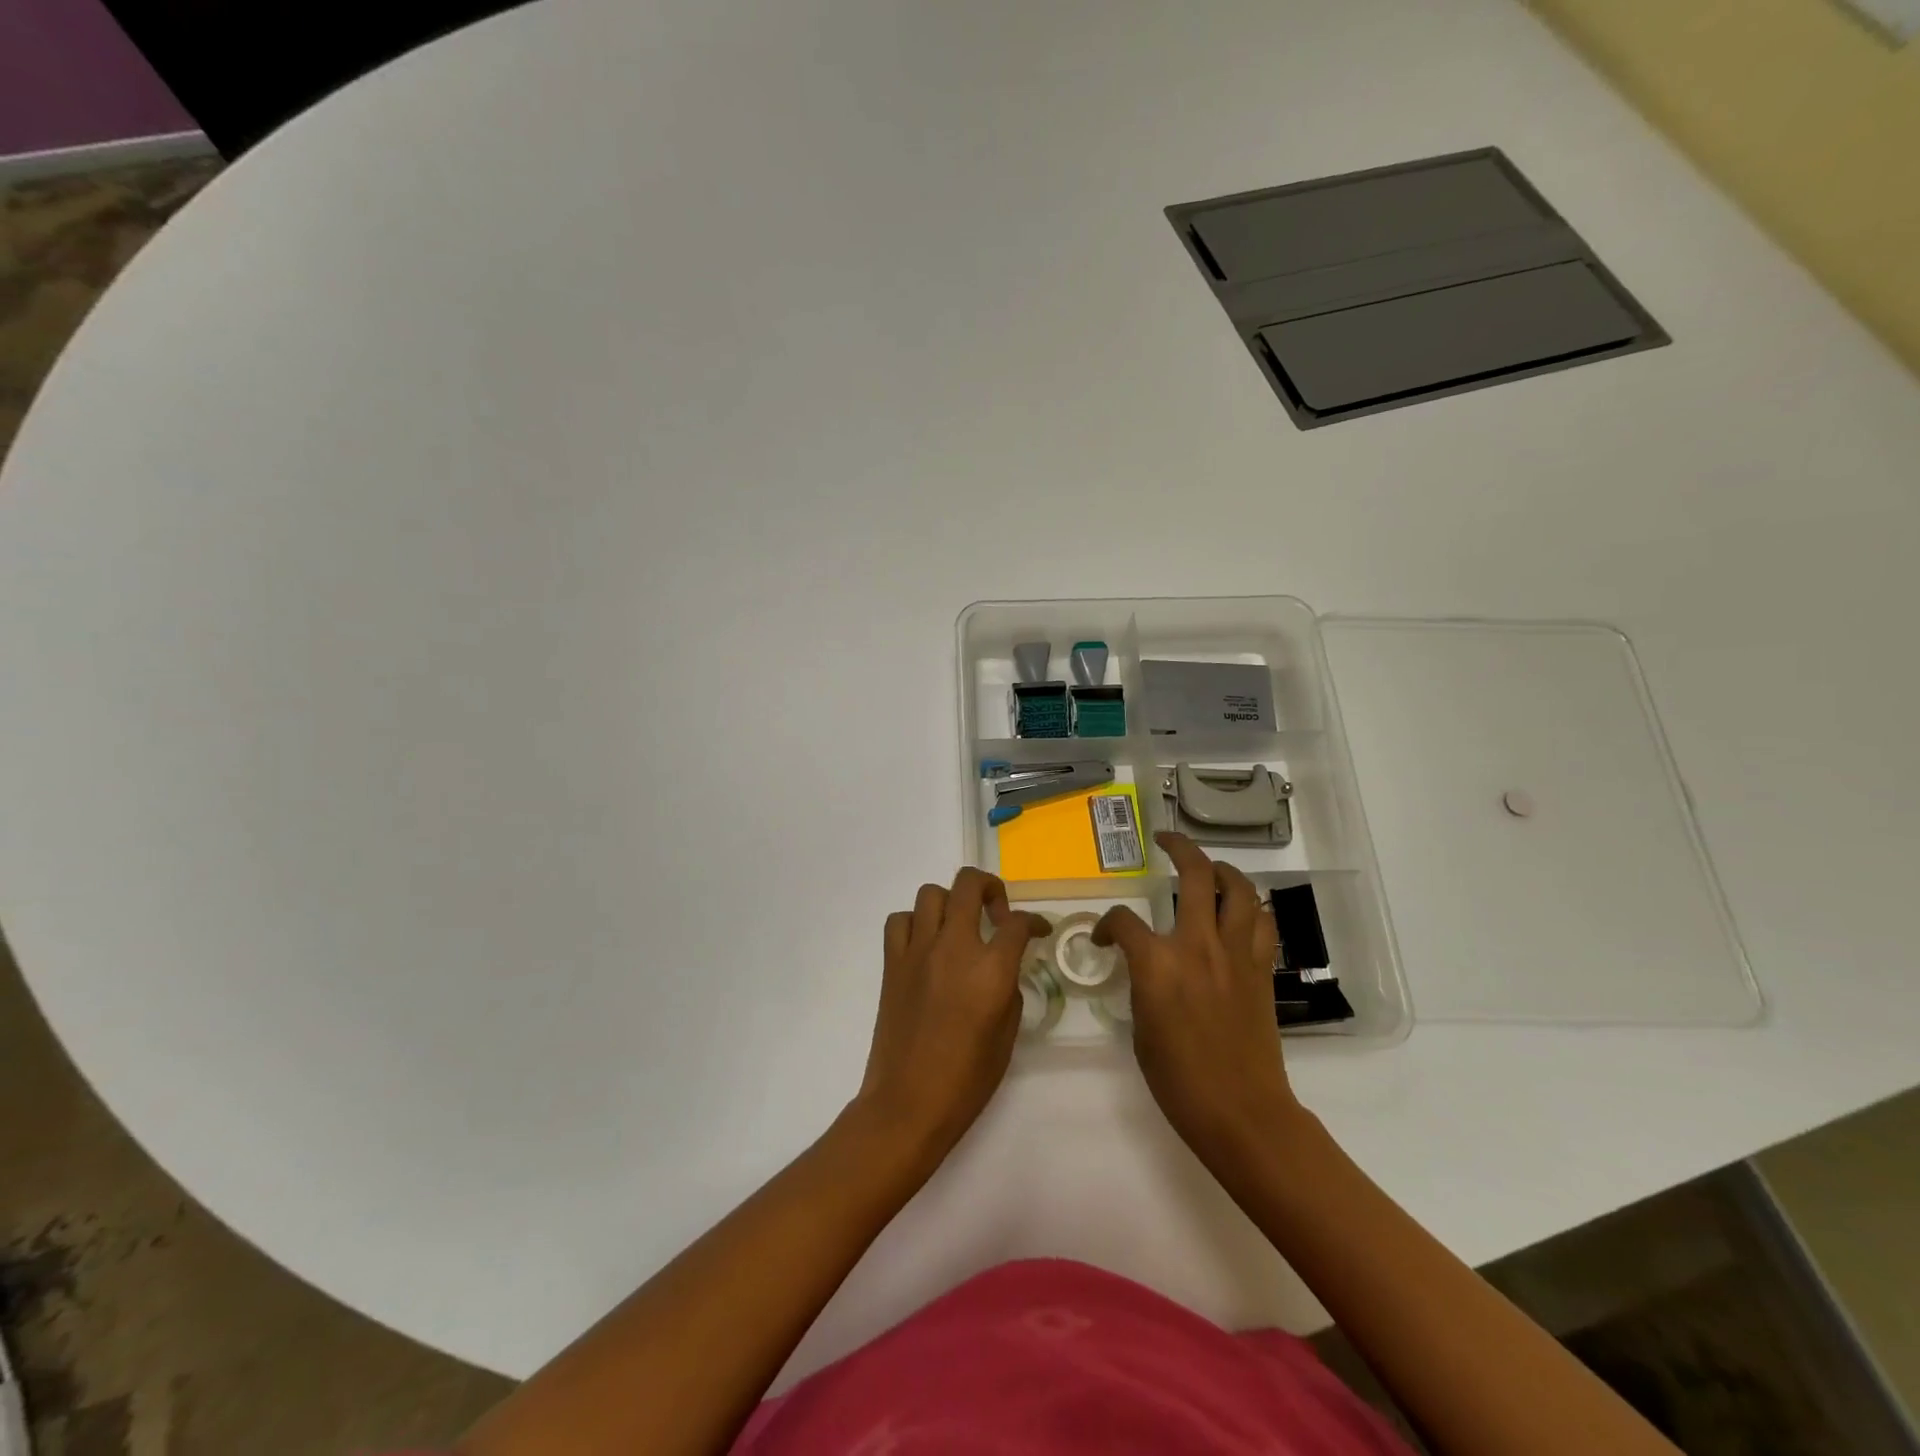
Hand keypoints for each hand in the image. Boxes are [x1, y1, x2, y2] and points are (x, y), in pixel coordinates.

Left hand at [853, 868, 1049, 1160]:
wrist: (908, 1103)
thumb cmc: (966, 1079)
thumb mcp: (1007, 1035)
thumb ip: (1008, 989)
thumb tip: (1002, 968)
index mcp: (990, 969)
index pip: (1018, 922)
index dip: (1034, 921)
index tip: (1038, 930)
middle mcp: (954, 947)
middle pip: (970, 884)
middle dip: (991, 887)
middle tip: (997, 911)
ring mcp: (918, 951)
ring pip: (931, 893)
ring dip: (951, 902)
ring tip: (959, 927)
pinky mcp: (892, 963)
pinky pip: (900, 921)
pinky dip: (915, 923)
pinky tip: (926, 944)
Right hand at [1094, 833, 1301, 1169]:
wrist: (1241, 1112)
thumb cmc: (1178, 1080)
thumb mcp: (1140, 1029)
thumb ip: (1142, 984)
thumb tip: (1146, 968)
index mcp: (1157, 964)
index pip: (1123, 921)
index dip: (1107, 925)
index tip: (1104, 939)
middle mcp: (1198, 945)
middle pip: (1194, 875)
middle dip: (1178, 848)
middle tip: (1166, 841)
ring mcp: (1235, 954)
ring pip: (1239, 889)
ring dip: (1223, 870)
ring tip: (1209, 868)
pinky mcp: (1261, 970)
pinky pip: (1261, 923)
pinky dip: (1250, 908)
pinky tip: (1239, 911)